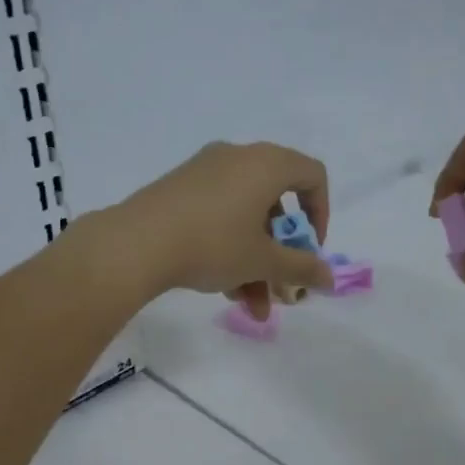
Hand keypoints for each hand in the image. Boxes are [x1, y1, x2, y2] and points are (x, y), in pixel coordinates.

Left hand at [102, 142, 332, 317]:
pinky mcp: (179, 190)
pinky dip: (229, 248)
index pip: (312, 175)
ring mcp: (204, 172)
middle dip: (281, 254)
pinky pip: (218, 215)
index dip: (321, 214)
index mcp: (265, 163)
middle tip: (280, 290)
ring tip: (250, 306)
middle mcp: (237, 157)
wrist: (136, 244)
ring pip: (245, 218)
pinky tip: (223, 289)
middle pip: (275, 205)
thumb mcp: (262, 261)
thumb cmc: (212, 244)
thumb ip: (301, 268)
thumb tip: (329, 278)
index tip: (310, 251)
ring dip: (255, 263)